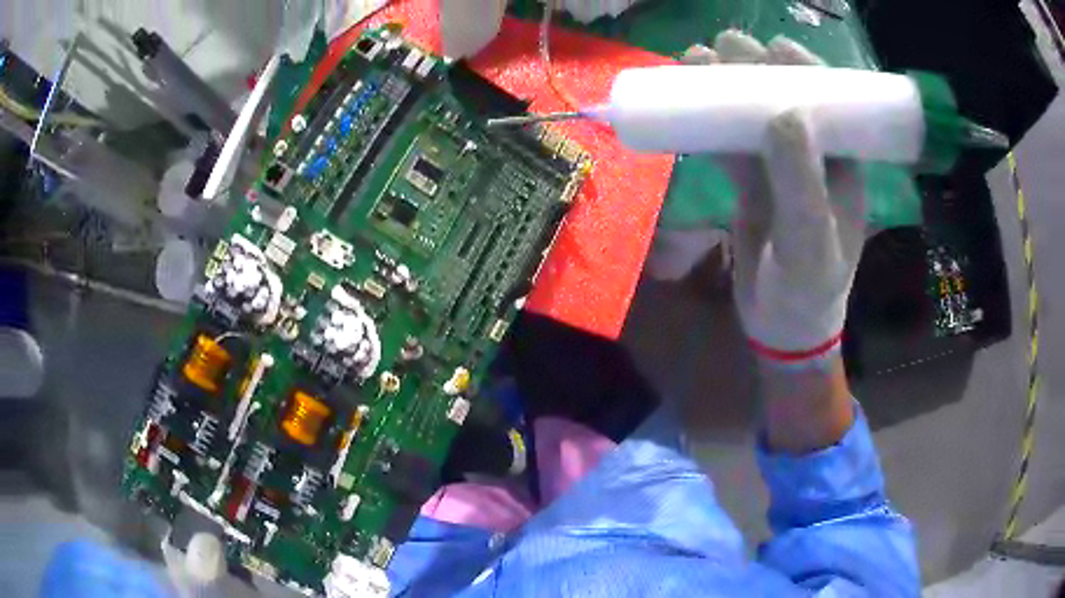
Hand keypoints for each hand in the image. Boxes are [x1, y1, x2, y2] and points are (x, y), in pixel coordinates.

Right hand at [653, 30, 865, 451]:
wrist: (783, 326)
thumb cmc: (808, 289)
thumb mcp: (810, 239)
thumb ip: (800, 179)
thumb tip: (782, 109)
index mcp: (841, 160)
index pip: (827, 98)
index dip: (800, 67)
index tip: (768, 49)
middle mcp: (812, 154)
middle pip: (783, 94)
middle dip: (752, 66)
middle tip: (719, 51)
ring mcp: (779, 166)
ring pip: (750, 113)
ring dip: (723, 87)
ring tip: (692, 62)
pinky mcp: (751, 181)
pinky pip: (728, 140)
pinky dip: (708, 121)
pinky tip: (685, 105)